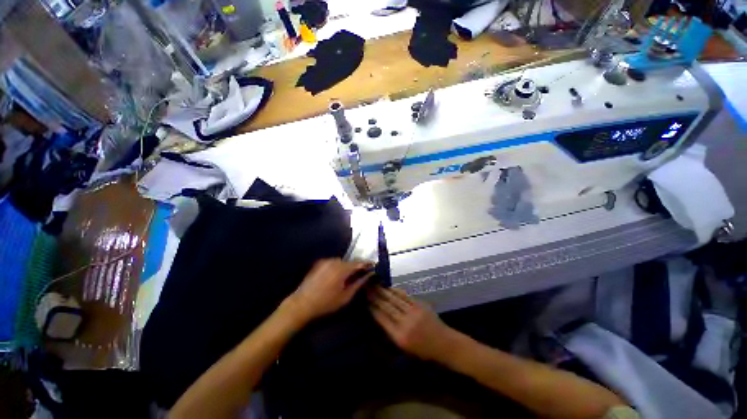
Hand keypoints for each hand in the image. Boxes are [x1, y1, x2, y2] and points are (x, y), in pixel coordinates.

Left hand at [285, 258, 373, 323]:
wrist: (302, 304)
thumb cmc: (325, 303)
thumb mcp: (345, 296)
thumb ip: (358, 283)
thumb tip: (369, 275)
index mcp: (342, 269)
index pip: (359, 263)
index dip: (367, 264)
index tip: (373, 266)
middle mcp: (334, 261)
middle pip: (350, 261)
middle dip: (357, 266)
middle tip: (362, 273)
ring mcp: (325, 261)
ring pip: (342, 261)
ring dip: (347, 266)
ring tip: (348, 276)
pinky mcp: (319, 263)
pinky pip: (333, 262)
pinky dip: (338, 266)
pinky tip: (336, 276)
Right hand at [368, 286, 457, 361]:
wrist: (444, 343)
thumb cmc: (423, 351)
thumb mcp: (404, 349)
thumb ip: (391, 334)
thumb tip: (379, 318)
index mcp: (400, 337)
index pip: (382, 319)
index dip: (373, 308)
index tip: (365, 301)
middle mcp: (405, 323)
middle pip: (387, 307)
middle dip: (376, 297)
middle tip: (367, 288)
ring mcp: (413, 312)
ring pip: (395, 299)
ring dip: (384, 291)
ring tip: (376, 285)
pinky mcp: (420, 305)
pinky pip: (405, 296)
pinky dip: (396, 291)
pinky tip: (390, 287)